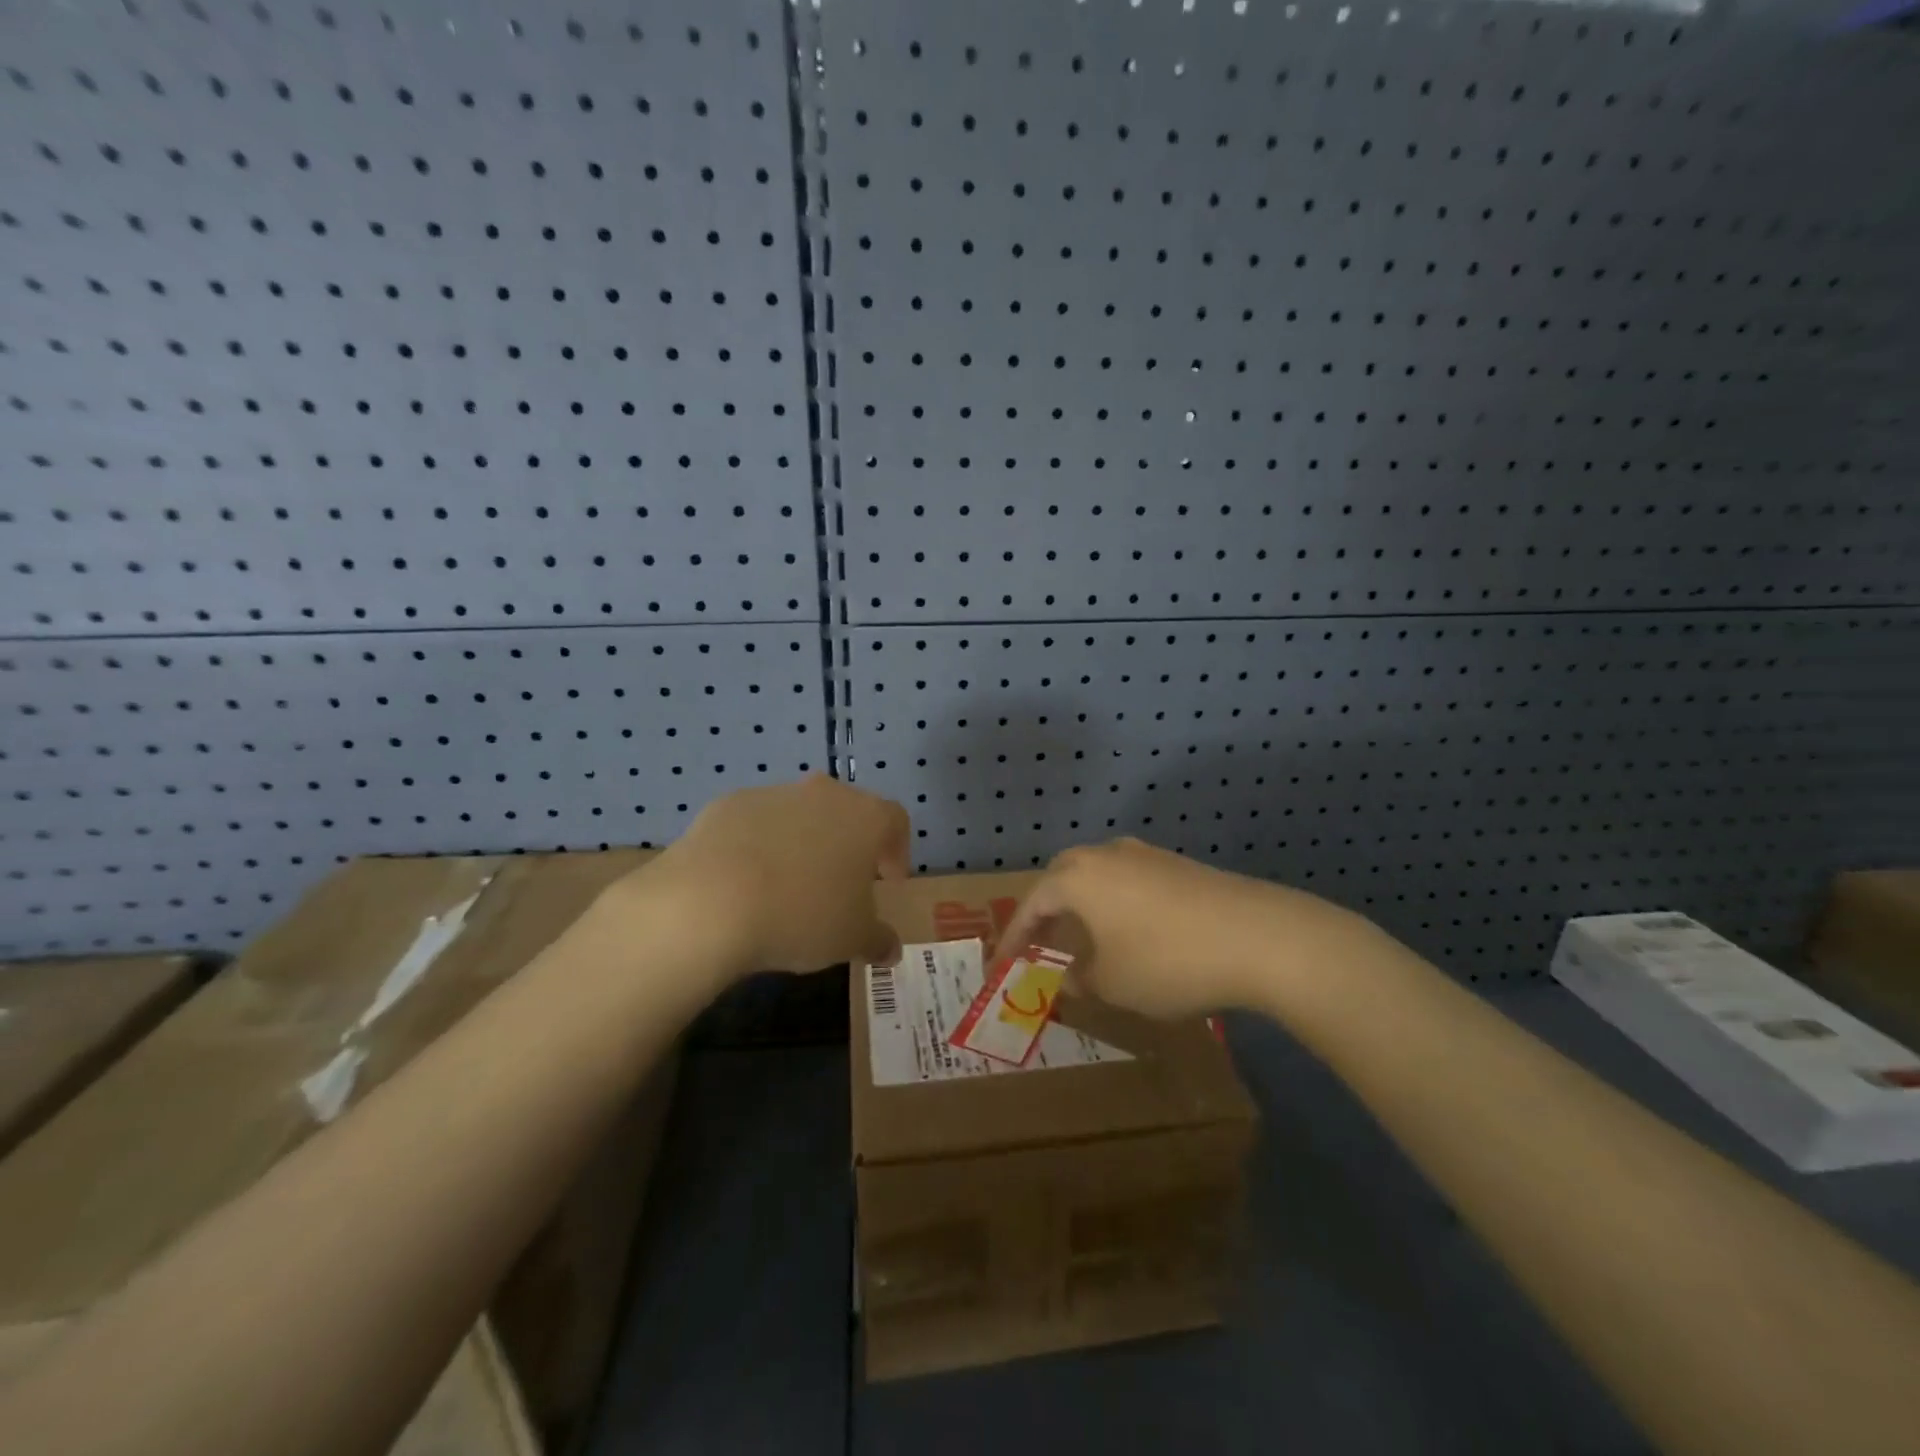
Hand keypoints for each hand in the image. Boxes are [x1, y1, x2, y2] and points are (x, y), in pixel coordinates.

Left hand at [638, 774, 909, 977]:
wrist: (710, 901)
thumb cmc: (802, 915)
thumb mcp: (852, 940)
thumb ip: (878, 940)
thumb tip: (890, 949)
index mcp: (866, 818)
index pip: (895, 822)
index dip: (896, 851)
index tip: (887, 883)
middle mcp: (824, 794)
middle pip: (847, 812)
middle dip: (847, 845)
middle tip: (839, 885)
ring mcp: (774, 794)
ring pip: (799, 815)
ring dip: (801, 843)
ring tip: (786, 888)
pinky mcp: (728, 804)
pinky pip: (755, 824)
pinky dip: (757, 846)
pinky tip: (744, 883)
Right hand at [991, 838, 1360, 1018]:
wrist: (1258, 936)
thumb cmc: (1167, 961)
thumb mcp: (1114, 984)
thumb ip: (1082, 979)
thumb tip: (1072, 976)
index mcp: (1077, 878)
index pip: (1031, 905)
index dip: (1014, 938)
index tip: (1001, 965)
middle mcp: (1106, 855)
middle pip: (1062, 878)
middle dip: (1047, 912)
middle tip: (1040, 944)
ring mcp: (1145, 855)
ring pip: (1098, 876)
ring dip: (1083, 906)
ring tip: (1085, 940)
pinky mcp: (1178, 865)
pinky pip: (1129, 881)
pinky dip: (1116, 905)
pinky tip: (1132, 933)